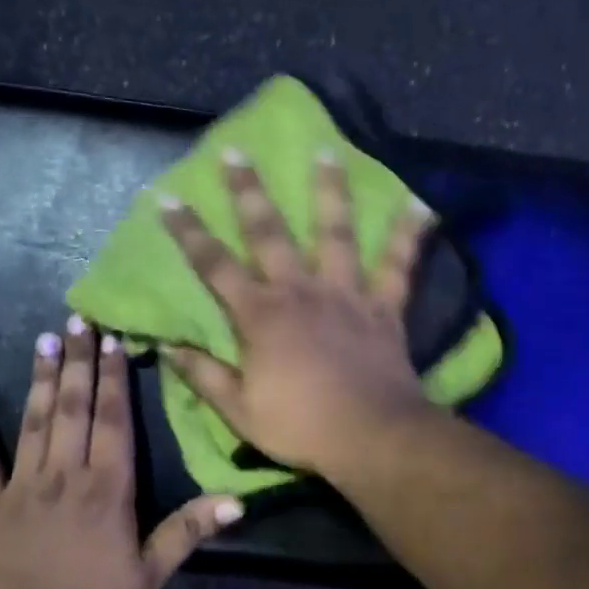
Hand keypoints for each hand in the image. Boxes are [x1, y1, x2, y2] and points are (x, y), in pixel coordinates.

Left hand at [0, 318, 240, 588]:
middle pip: (73, 408)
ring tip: (44, 340)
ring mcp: (20, 487)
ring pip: (34, 422)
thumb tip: (238, 498)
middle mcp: (63, 475)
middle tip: (76, 320)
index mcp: (107, 490)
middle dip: (77, 362)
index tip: (111, 339)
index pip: (113, 420)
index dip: (113, 378)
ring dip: (41, 379)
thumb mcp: (150, 576)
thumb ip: (188, 531)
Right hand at [157, 149, 436, 476]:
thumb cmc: (300, 427)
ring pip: (336, 232)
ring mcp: (345, 294)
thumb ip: (204, 376)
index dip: (189, 233)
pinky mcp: (383, 306)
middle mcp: (299, 291)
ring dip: (329, 190)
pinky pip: (399, 265)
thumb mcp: (239, 411)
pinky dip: (410, 234)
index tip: (168, 199)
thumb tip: (169, 348)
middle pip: (269, 232)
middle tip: (236, 152)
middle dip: (248, 192)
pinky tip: (419, 204)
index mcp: (260, 316)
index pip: (214, 266)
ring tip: (326, 151)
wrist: (370, 437)